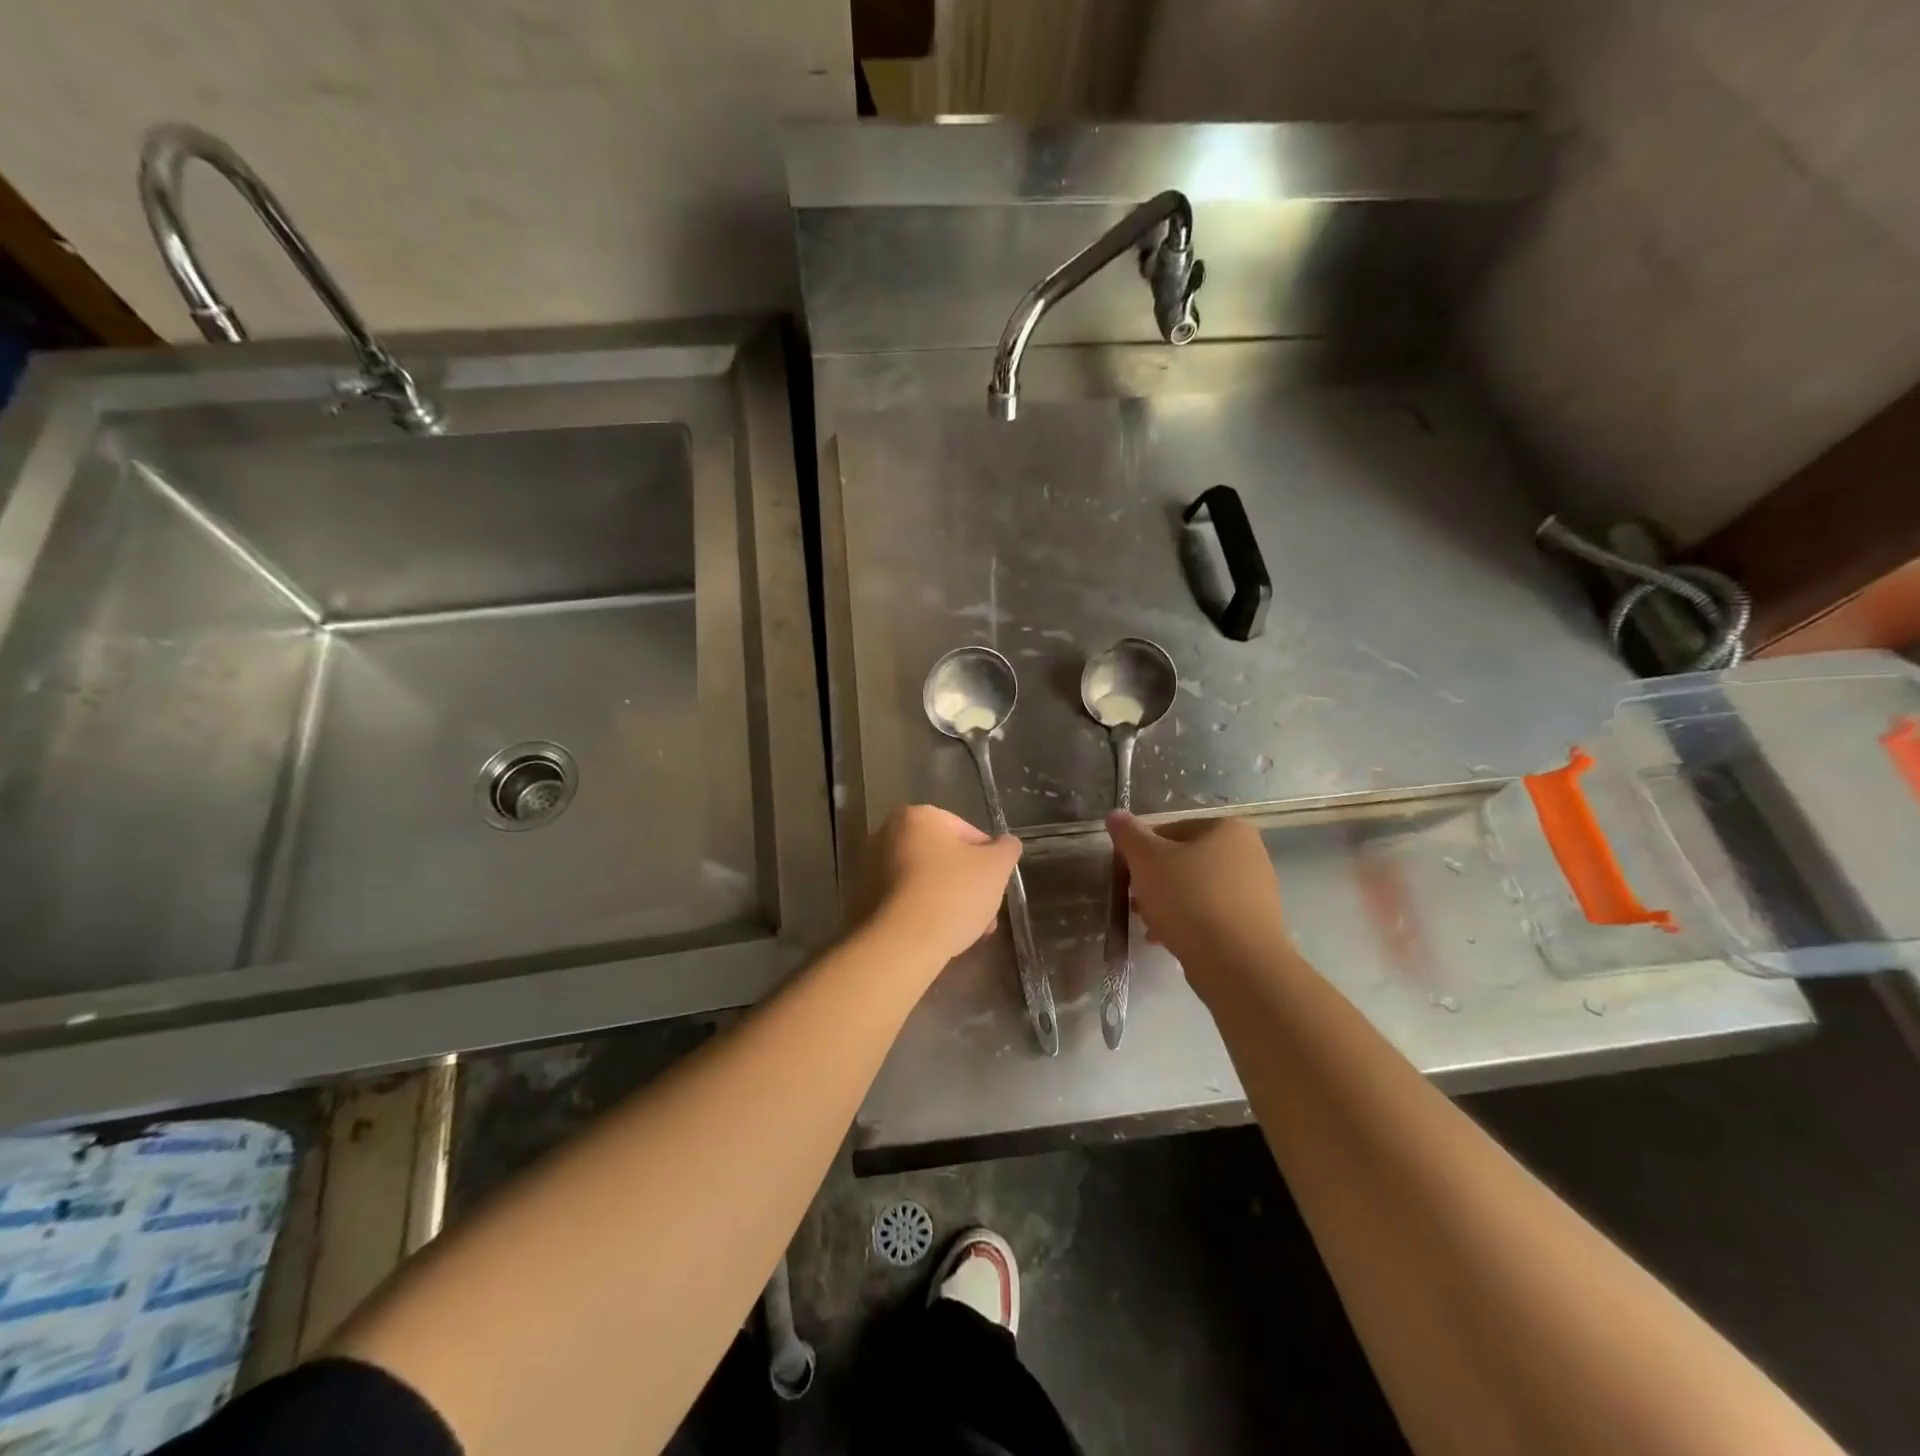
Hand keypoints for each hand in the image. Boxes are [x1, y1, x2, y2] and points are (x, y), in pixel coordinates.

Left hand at [864, 805, 1021, 968]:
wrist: (902, 942)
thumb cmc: (952, 893)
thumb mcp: (996, 867)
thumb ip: (1006, 849)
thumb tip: (1006, 843)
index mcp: (918, 816)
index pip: (967, 832)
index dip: (988, 860)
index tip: (995, 886)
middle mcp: (887, 833)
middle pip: (943, 857)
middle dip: (967, 884)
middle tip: (985, 912)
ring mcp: (871, 866)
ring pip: (925, 880)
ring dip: (949, 900)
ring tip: (968, 931)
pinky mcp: (863, 898)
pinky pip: (905, 899)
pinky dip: (924, 912)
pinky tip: (941, 935)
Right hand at [1108, 812, 1289, 985]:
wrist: (1238, 964)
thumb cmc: (1190, 899)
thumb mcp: (1147, 861)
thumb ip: (1128, 834)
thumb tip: (1115, 814)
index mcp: (1226, 828)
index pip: (1169, 830)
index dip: (1141, 852)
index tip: (1127, 875)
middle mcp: (1249, 852)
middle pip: (1184, 860)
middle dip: (1155, 881)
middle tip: (1135, 901)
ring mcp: (1256, 890)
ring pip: (1197, 889)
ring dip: (1168, 903)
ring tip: (1148, 924)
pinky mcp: (1255, 923)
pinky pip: (1212, 914)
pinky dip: (1189, 922)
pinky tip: (1167, 939)